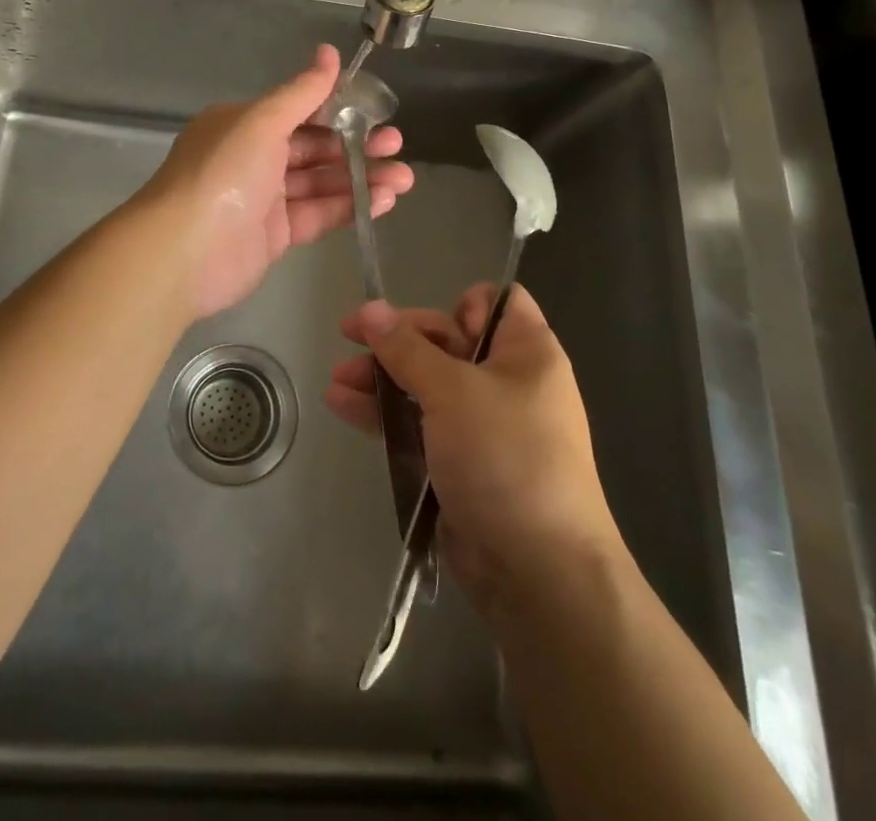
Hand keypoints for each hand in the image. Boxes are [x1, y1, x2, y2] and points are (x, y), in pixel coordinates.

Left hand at [141, 44, 414, 319]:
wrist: (184, 251)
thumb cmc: (223, 173)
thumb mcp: (262, 121)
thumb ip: (302, 92)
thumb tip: (330, 52)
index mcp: (244, 125)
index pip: (298, 111)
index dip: (338, 109)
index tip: (376, 110)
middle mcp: (253, 158)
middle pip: (313, 148)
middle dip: (357, 145)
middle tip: (397, 145)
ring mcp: (264, 199)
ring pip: (320, 183)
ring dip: (361, 178)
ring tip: (404, 178)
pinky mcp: (275, 236)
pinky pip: (318, 215)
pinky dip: (349, 207)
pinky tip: (383, 201)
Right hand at [326, 284, 620, 613]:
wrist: (538, 572)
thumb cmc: (505, 457)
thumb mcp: (452, 391)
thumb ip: (406, 348)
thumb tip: (369, 308)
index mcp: (526, 351)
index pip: (497, 303)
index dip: (457, 305)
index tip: (421, 326)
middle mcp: (508, 381)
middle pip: (447, 341)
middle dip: (397, 341)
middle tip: (348, 339)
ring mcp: (484, 424)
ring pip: (426, 384)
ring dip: (382, 377)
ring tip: (337, 380)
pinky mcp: (462, 462)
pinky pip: (420, 423)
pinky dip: (385, 414)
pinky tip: (342, 406)